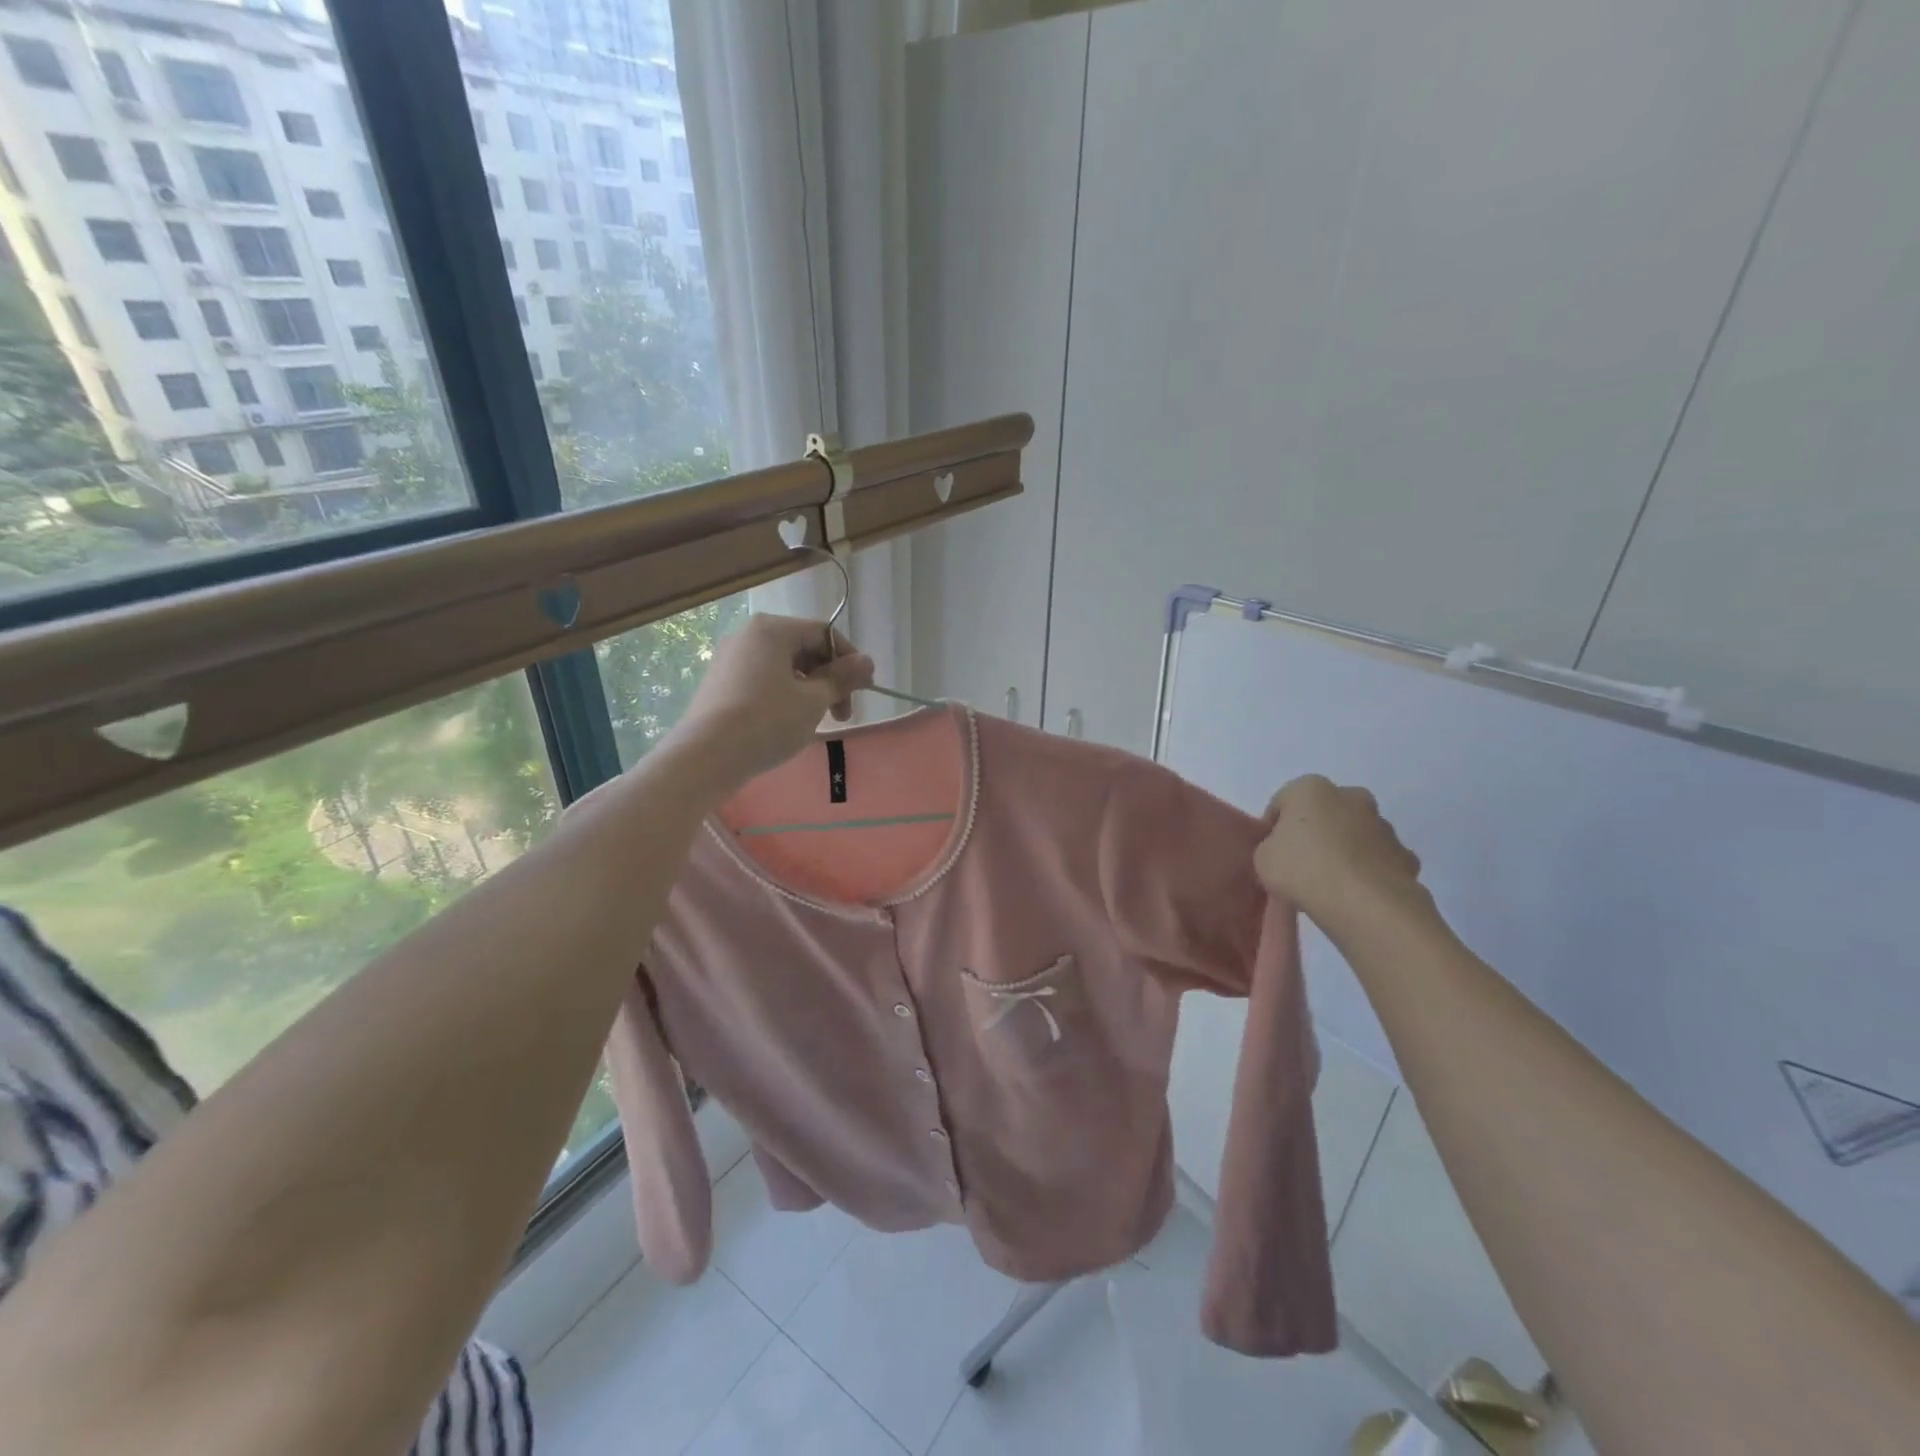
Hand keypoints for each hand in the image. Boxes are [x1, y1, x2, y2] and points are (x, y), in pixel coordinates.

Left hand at [663, 614, 873, 792]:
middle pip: (803, 648)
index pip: (824, 633)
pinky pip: (763, 680)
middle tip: (843, 714)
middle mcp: (748, 636)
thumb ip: (842, 678)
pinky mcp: (720, 683)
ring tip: (818, 721)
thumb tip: (867, 662)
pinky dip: (785, 696)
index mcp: (772, 630)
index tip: (864, 691)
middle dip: (829, 679)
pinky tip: (789, 723)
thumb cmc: (767, 721)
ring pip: (783, 667)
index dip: (850, 660)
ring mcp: (730, 659)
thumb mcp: (813, 701)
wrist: (706, 757)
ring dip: (810, 690)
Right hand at [1254, 775, 1428, 933]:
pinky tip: (1356, 896)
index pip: (1282, 803)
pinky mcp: (1406, 856)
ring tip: (1330, 885)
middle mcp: (1351, 796)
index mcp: (1311, 788)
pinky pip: (1378, 861)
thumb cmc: (1303, 870)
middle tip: (1301, 866)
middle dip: (1314, 834)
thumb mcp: (1262, 858)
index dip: (1273, 829)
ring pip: (1355, 835)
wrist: (1365, 905)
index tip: (1271, 854)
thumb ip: (1270, 847)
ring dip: (1344, 851)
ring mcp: (1384, 825)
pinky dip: (1369, 872)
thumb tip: (1283, 852)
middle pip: (1324, 814)